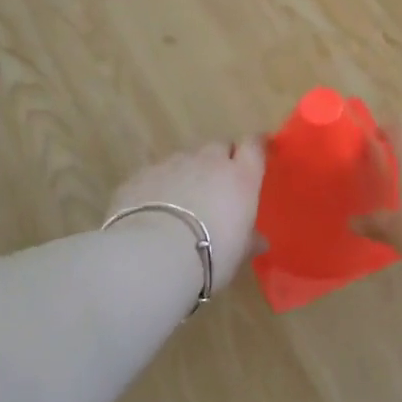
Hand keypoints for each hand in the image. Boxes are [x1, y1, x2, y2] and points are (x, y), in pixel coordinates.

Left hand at [109, 139, 265, 295]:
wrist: (153, 253)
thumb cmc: (210, 254)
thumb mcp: (237, 254)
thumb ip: (249, 241)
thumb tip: (260, 242)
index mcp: (240, 177)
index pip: (253, 146)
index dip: (256, 146)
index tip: (258, 151)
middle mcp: (208, 162)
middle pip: (219, 147)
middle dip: (221, 159)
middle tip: (219, 183)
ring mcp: (172, 164)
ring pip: (186, 158)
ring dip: (189, 172)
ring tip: (183, 201)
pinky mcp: (142, 174)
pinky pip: (157, 173)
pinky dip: (160, 185)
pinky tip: (154, 209)